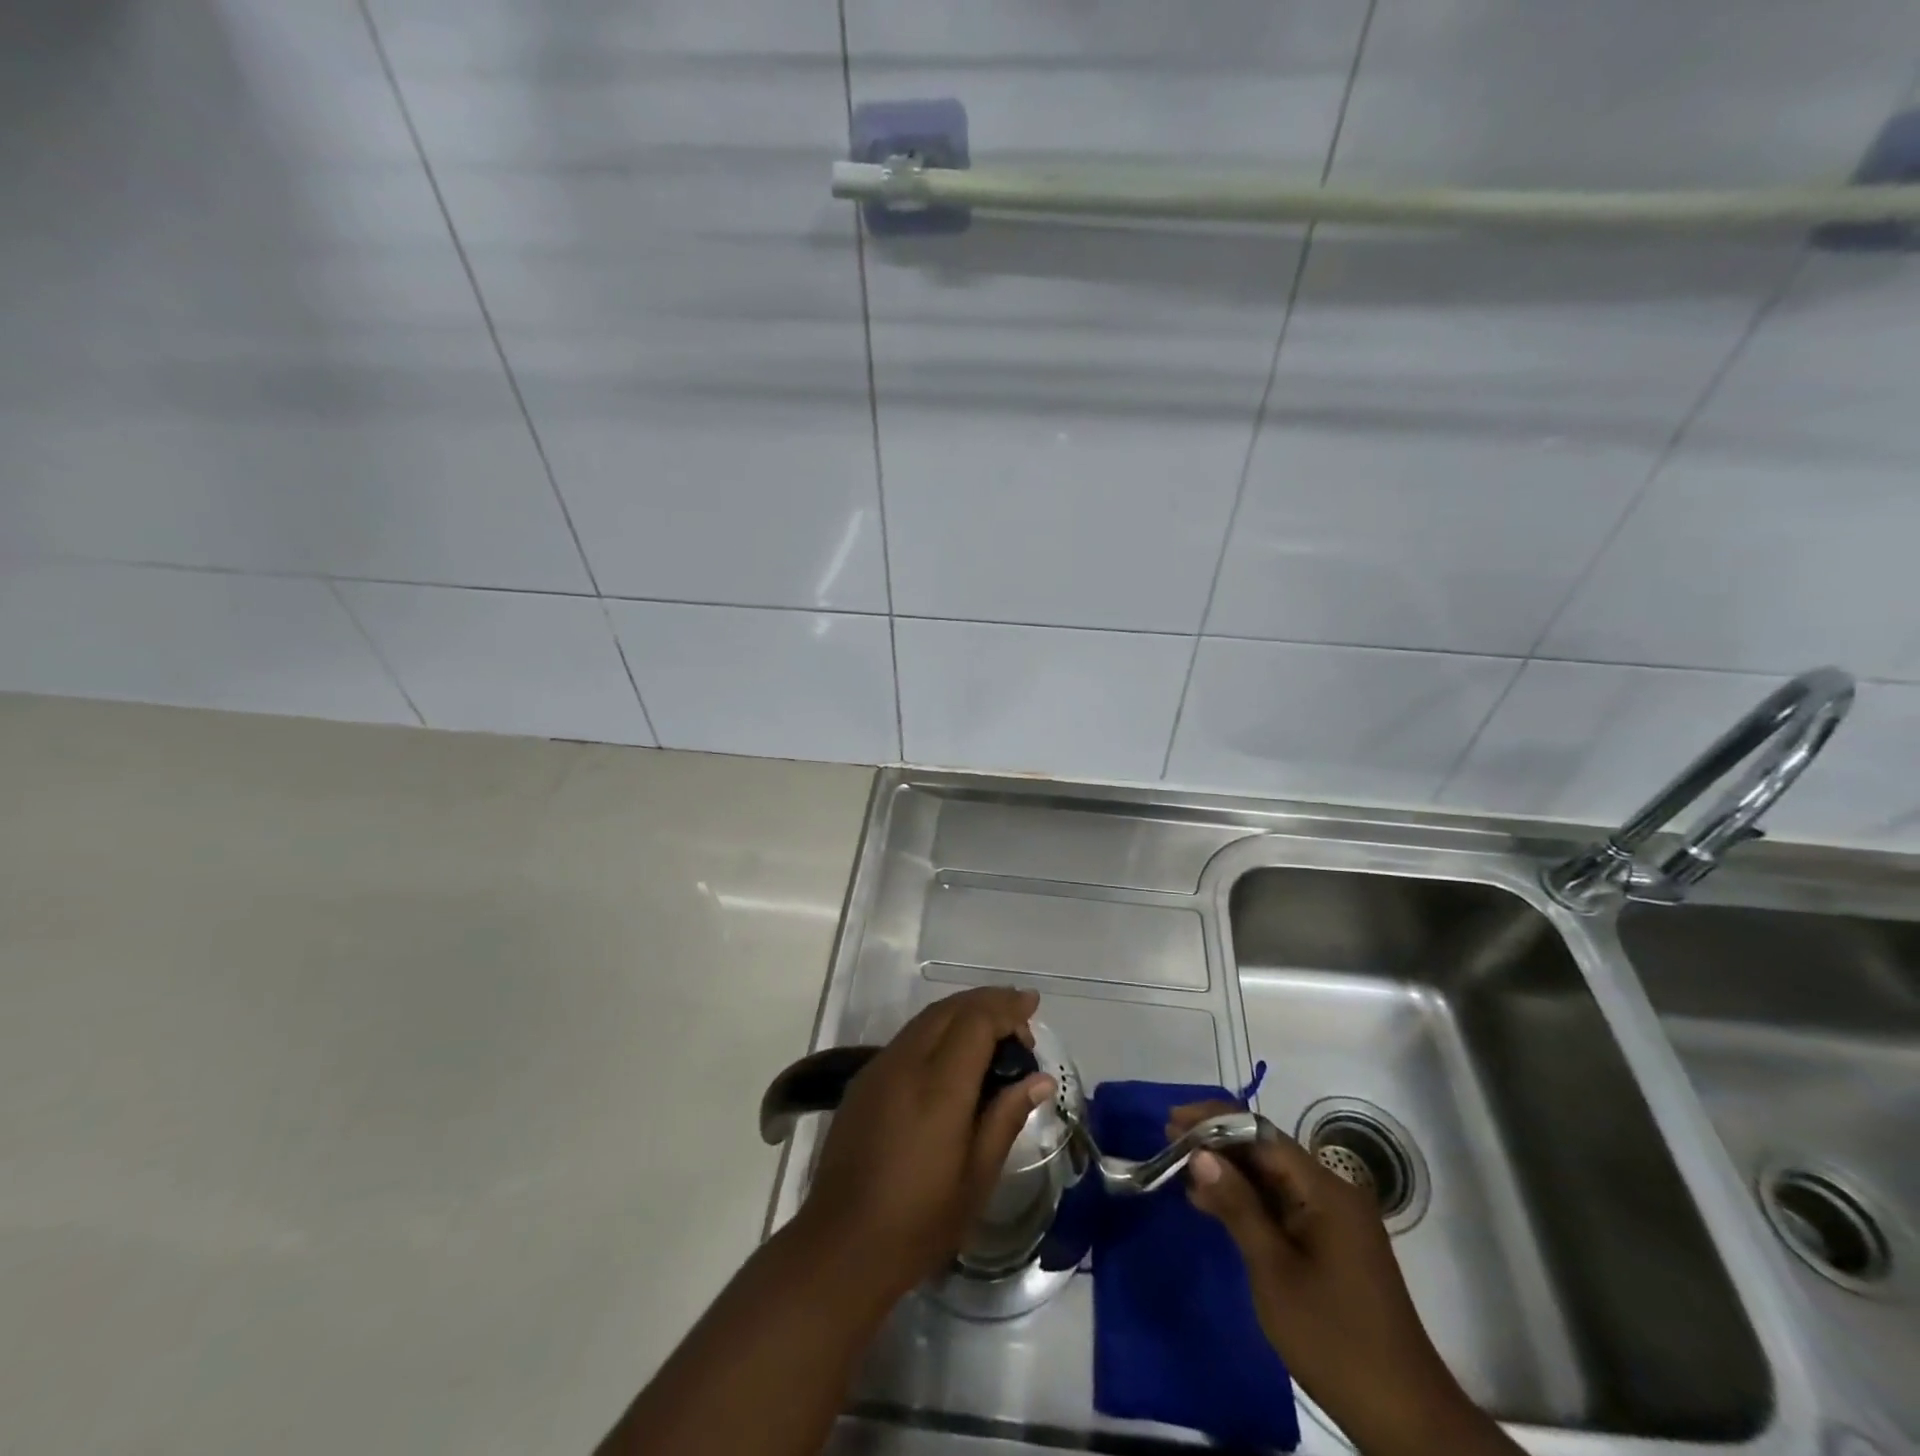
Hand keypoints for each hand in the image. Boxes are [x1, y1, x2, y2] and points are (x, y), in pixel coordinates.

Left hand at [798, 987, 1053, 1300]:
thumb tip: (1039, 1079)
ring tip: (993, 1027)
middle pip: (950, 1009)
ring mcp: (879, 1068)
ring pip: (926, 1019)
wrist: (841, 1246)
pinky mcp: (864, 1080)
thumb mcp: (977, 1178)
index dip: (1006, 1007)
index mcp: (938, 1088)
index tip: (1032, 1006)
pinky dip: (938, 1029)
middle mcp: (906, 1064)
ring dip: (962, 1012)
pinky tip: (953, 1052)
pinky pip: (908, 1037)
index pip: (976, 1022)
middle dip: (987, 1001)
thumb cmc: (919, 1222)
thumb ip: (1006, 1117)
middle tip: (1019, 1013)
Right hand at [1169, 1102, 1520, 1455]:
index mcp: (1325, 1190)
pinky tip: (1214, 1206)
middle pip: (1267, 1151)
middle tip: (1169, 1141)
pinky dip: (1248, 1201)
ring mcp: (1335, 1220)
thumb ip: (1237, 1205)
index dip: (1214, 1121)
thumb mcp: (1273, 1271)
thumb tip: (1200, 1153)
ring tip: (1181, 1169)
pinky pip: (1283, 1205)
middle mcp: (1333, 1193)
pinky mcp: (1332, 1245)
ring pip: (1273, 1178)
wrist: (1404, 1418)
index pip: (1261, 1134)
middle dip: (1217, 1143)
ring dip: (1229, 1172)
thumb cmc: (1333, 1338)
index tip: (1172, 1121)